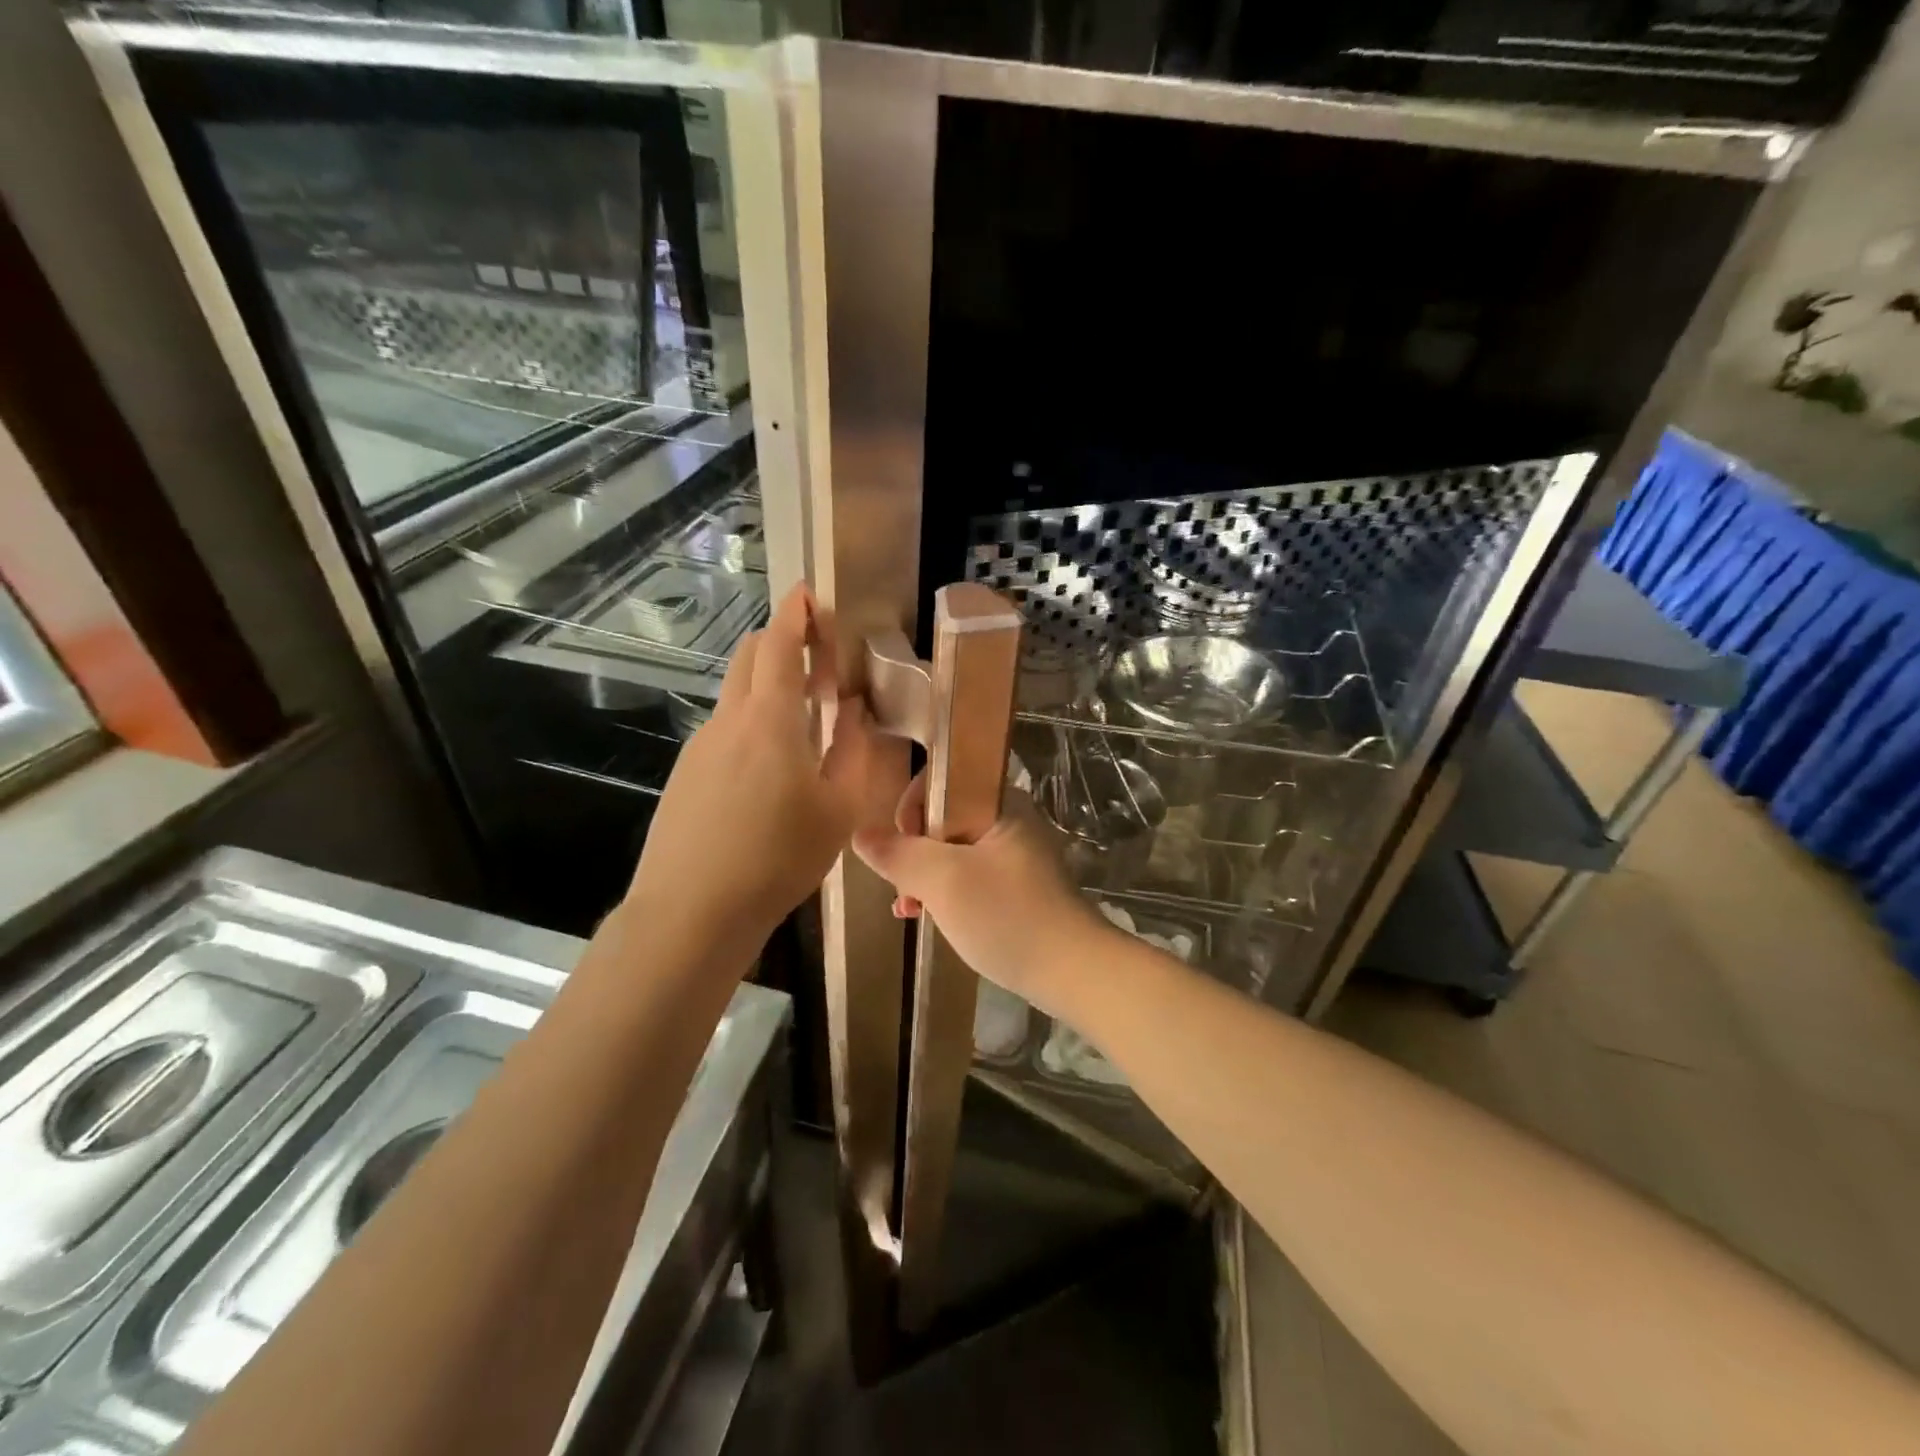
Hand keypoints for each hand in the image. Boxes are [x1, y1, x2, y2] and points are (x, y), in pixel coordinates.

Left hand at [629, 583, 879, 951]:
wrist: (692, 910)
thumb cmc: (778, 858)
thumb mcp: (837, 808)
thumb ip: (849, 749)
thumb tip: (851, 709)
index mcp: (770, 720)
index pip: (780, 645)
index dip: (796, 614)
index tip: (809, 594)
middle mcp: (729, 720)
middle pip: (749, 657)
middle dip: (780, 640)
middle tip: (817, 655)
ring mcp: (700, 746)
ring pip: (734, 693)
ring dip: (766, 684)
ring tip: (801, 716)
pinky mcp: (685, 772)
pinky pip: (723, 728)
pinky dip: (750, 720)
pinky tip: (767, 764)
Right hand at [852, 772, 1109, 1015]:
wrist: (1073, 972)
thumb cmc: (1007, 916)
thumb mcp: (943, 882)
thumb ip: (899, 854)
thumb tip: (861, 834)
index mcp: (999, 802)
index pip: (944, 778)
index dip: (912, 805)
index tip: (901, 844)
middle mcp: (1009, 819)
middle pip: (943, 816)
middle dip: (913, 848)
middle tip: (902, 885)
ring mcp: (1014, 854)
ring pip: (952, 849)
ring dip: (924, 874)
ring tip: (907, 907)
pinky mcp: (1016, 885)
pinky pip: (968, 874)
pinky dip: (944, 891)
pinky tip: (924, 917)